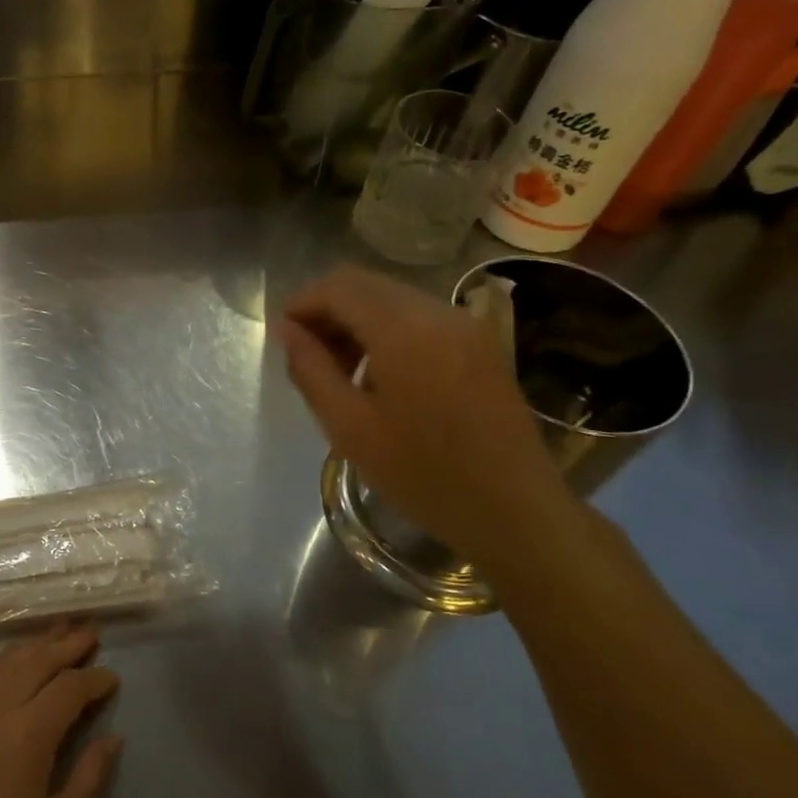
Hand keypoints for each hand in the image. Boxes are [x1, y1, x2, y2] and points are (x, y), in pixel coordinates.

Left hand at [0, 624, 121, 797]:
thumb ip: (88, 780)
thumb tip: (112, 737)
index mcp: (26, 736)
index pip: (67, 690)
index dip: (93, 680)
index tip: (113, 678)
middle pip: (34, 663)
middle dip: (66, 645)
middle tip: (91, 631)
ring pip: (2, 664)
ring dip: (32, 646)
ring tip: (56, 633)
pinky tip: (7, 662)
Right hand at [277, 264, 567, 557]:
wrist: (515, 512)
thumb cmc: (423, 475)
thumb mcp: (350, 427)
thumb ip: (310, 369)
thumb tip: (286, 329)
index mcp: (405, 331)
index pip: (340, 287)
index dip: (302, 302)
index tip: (282, 335)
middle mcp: (439, 313)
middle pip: (366, 285)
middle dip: (327, 310)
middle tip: (305, 355)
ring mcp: (466, 326)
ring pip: (392, 299)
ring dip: (356, 320)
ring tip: (338, 369)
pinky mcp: (481, 343)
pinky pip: (419, 317)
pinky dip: (386, 331)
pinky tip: (377, 374)